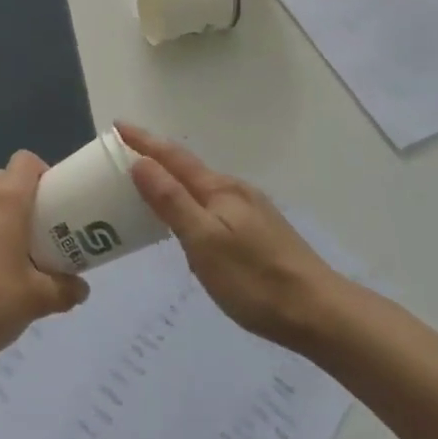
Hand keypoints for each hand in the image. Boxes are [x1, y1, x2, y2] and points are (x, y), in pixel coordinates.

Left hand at [0, 151, 89, 364]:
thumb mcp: (37, 300)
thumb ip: (63, 290)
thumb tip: (81, 289)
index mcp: (6, 199)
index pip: (26, 161)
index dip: (43, 174)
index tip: (54, 203)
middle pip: (3, 179)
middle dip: (21, 198)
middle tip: (36, 232)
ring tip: (7, 255)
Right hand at [119, 122, 341, 350]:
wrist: (320, 313)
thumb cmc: (254, 279)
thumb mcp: (204, 241)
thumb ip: (172, 201)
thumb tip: (141, 162)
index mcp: (218, 189)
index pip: (172, 157)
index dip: (143, 141)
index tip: (117, 125)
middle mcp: (235, 191)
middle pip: (187, 168)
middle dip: (155, 158)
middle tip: (124, 157)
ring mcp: (251, 210)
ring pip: (202, 188)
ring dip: (173, 181)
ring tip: (149, 188)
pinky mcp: (260, 231)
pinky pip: (214, 204)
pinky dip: (192, 202)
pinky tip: (190, 223)